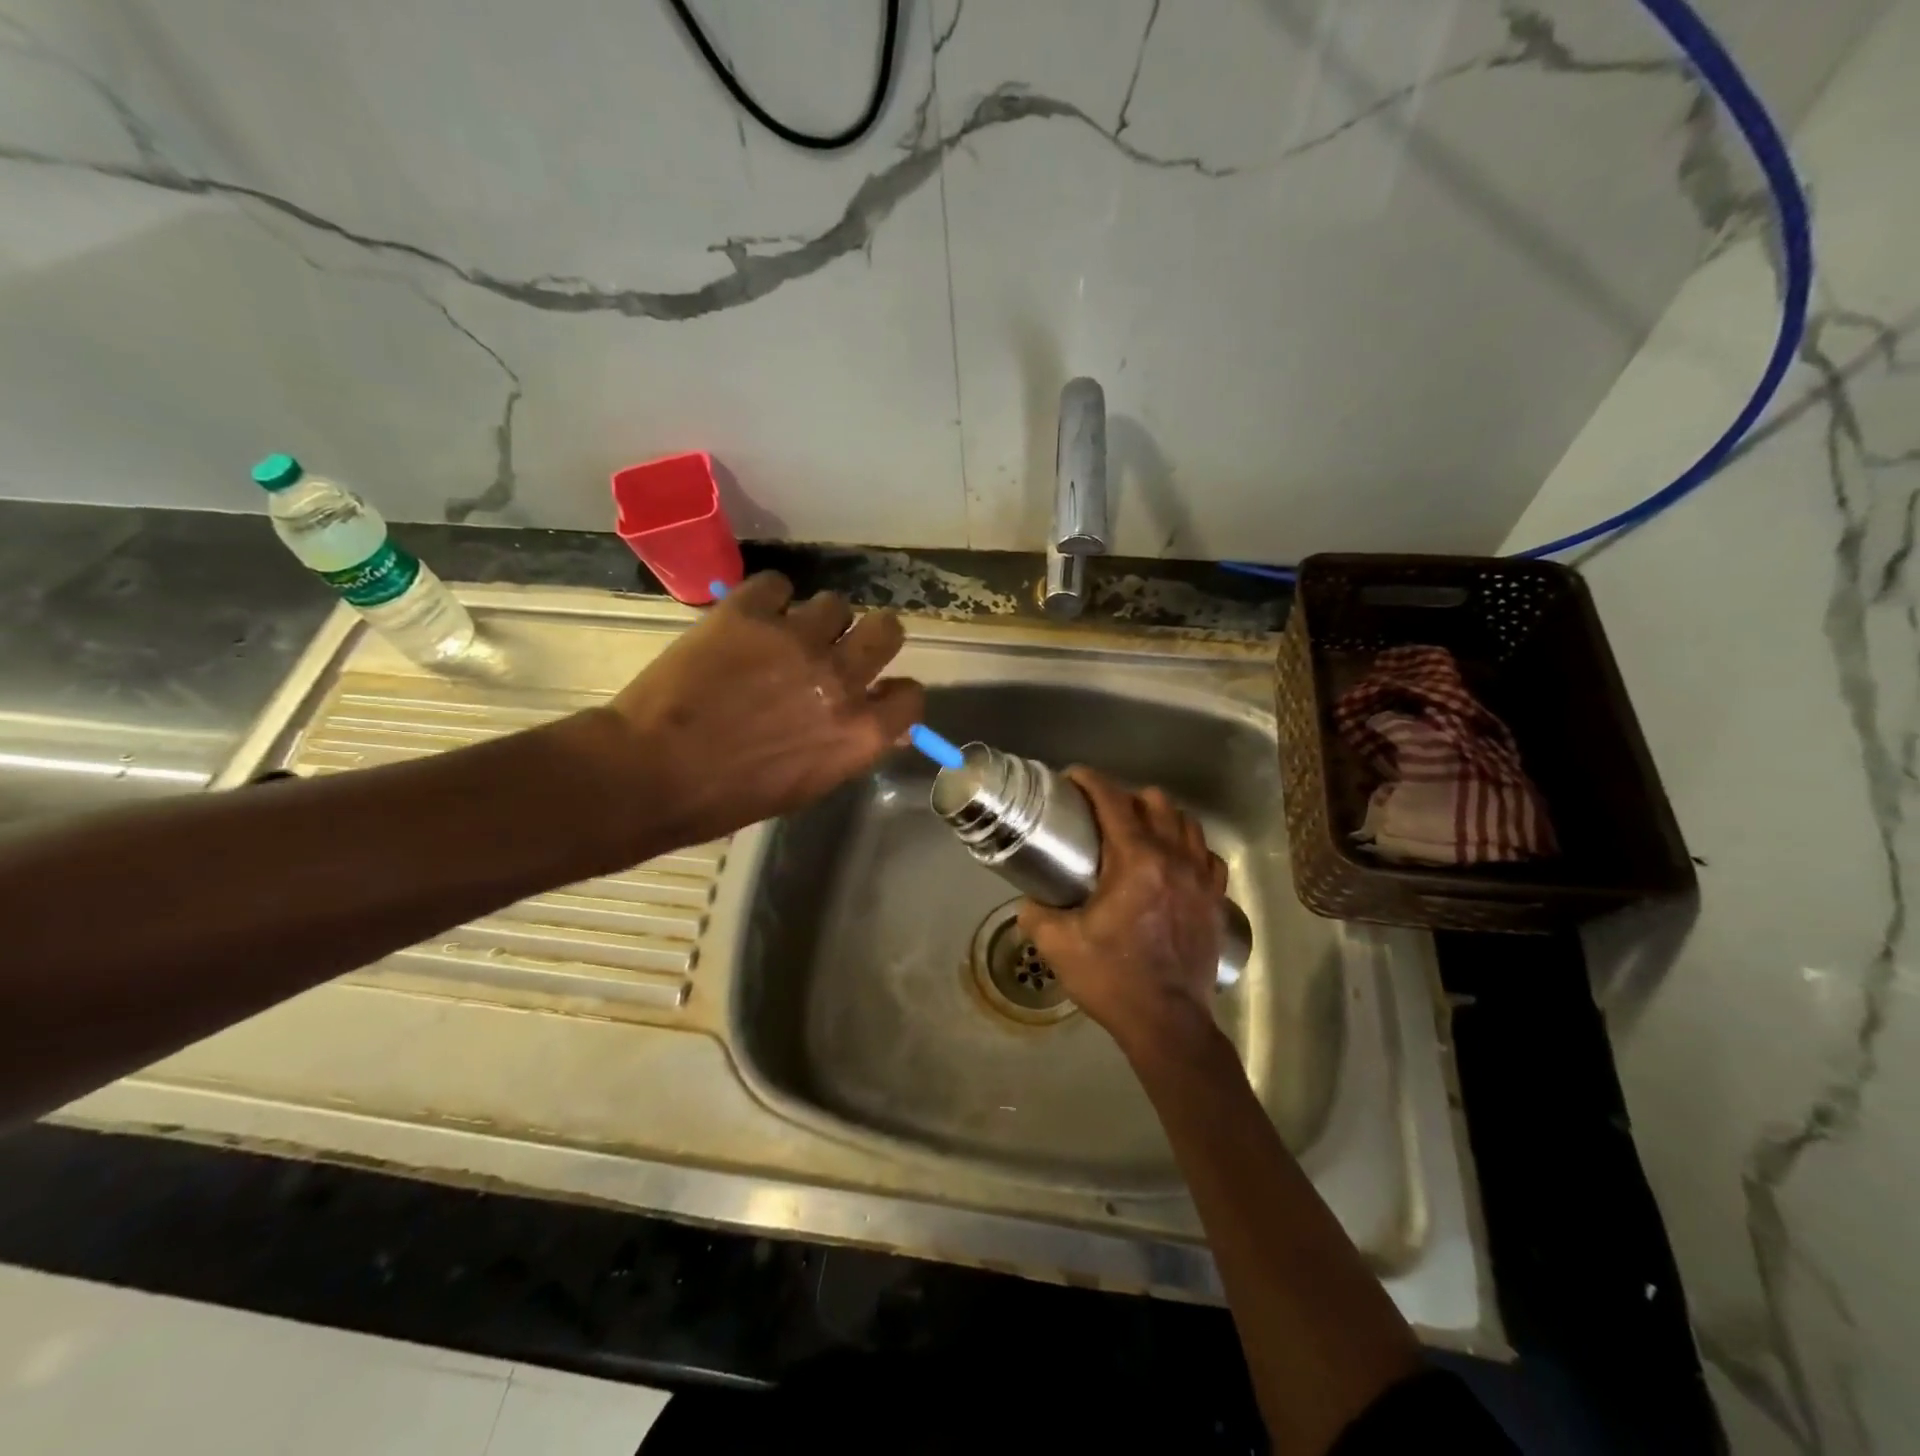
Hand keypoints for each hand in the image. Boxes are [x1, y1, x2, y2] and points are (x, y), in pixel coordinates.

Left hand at [591, 572, 924, 852]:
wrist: (650, 773)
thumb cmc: (730, 797)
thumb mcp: (808, 785)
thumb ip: (848, 747)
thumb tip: (879, 726)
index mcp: (859, 732)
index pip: (912, 695)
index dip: (896, 692)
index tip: (877, 691)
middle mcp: (841, 679)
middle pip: (888, 629)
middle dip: (871, 637)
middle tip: (841, 647)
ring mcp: (797, 640)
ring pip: (835, 603)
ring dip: (817, 619)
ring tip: (784, 635)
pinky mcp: (750, 612)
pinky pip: (778, 583)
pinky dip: (768, 598)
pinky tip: (750, 618)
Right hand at [1019, 767, 1229, 1060]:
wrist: (1167, 1023)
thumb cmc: (1112, 979)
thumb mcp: (1058, 945)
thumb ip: (1036, 913)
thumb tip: (1030, 900)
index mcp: (1136, 861)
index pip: (1114, 801)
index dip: (1091, 780)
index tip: (1073, 778)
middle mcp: (1174, 858)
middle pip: (1156, 801)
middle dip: (1125, 796)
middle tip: (1102, 813)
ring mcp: (1201, 878)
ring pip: (1186, 822)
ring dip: (1160, 817)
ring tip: (1138, 832)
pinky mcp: (1215, 899)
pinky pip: (1207, 855)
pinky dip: (1189, 847)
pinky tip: (1174, 862)